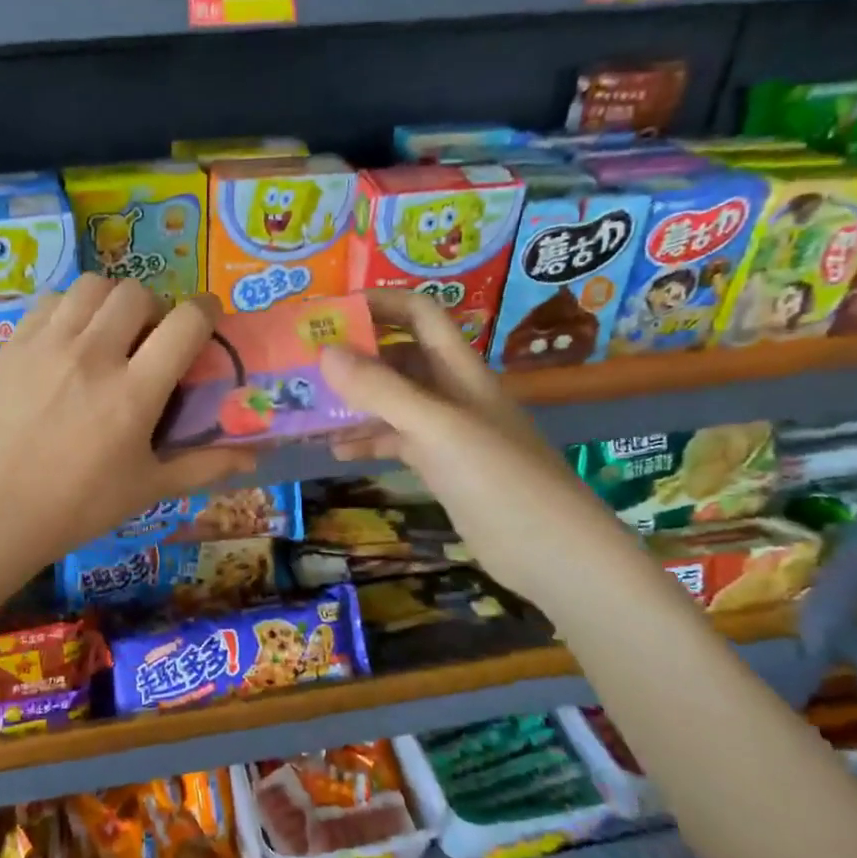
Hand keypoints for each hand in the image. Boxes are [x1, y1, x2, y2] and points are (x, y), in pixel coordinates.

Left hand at [0, 275, 257, 573]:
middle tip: (148, 339)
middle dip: (154, 309)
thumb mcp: (146, 489)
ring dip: (111, 302)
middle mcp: (94, 355)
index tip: (205, 321)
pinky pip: (50, 300)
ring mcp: (48, 345)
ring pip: (92, 286)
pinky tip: (66, 339)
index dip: (206, 312)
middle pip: (137, 294)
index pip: (186, 323)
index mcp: (134, 392)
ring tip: (107, 332)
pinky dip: (69, 309)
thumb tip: (253, 457)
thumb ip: (203, 466)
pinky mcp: (12, 345)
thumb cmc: (76, 507)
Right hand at [318, 291, 630, 595]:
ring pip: (392, 401)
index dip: (379, 303)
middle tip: (304, 362)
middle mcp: (451, 391)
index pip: (419, 314)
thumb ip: (382, 390)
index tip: (329, 312)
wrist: (552, 553)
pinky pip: (395, 440)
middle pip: (399, 356)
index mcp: (459, 369)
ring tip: (307, 406)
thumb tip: (325, 351)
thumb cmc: (499, 479)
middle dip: (355, 353)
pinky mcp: (440, 466)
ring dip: (354, 400)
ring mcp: (445, 431)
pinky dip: (366, 440)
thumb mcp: (437, 428)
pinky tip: (336, 451)